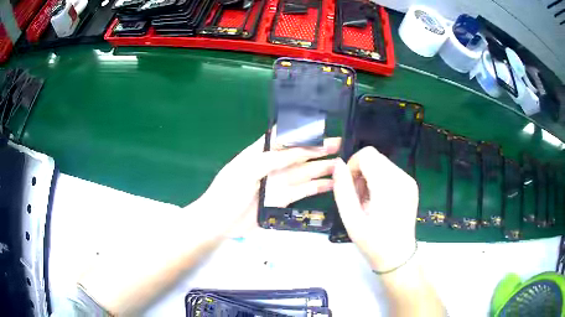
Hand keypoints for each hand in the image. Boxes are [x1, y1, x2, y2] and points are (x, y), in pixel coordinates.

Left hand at [194, 134, 340, 237]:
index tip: (320, 127)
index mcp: (260, 153)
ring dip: (321, 167)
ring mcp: (279, 182)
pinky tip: (331, 183)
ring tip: (341, 164)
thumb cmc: (227, 193)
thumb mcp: (244, 171)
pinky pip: (303, 189)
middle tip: (338, 144)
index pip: (283, 137)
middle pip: (298, 153)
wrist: (220, 222)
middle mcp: (272, 165)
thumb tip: (295, 150)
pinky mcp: (283, 198)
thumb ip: (270, 160)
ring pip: (304, 171)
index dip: (300, 131)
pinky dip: (317, 186)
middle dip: (318, 148)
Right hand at [332, 146, 417, 270]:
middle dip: (361, 172)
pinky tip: (379, 200)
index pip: (367, 155)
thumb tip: (337, 164)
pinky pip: (390, 171)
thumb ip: (342, 189)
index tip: (350, 188)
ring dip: (370, 176)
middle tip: (358, 198)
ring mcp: (409, 181)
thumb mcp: (351, 219)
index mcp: (388, 185)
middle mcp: (402, 178)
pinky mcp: (411, 185)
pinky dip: (380, 180)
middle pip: (375, 157)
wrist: (398, 256)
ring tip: (368, 201)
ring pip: (382, 163)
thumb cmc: (373, 242)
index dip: (353, 166)